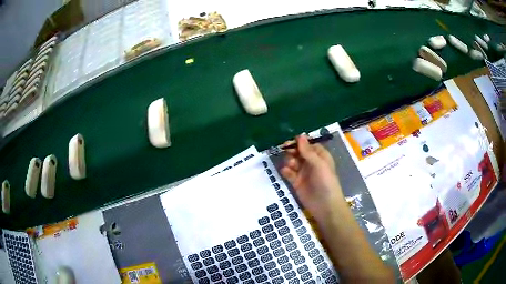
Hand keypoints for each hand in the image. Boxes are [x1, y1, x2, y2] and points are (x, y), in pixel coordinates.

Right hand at [280, 135, 343, 219]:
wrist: (325, 206)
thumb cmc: (326, 182)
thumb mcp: (319, 164)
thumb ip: (308, 151)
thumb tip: (300, 135)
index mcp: (320, 156)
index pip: (308, 145)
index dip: (300, 142)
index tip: (291, 140)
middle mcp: (311, 163)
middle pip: (299, 152)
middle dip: (292, 150)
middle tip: (286, 150)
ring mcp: (303, 173)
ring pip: (292, 161)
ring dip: (289, 161)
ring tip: (290, 165)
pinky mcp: (296, 182)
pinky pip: (289, 173)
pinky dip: (286, 171)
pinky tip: (285, 171)